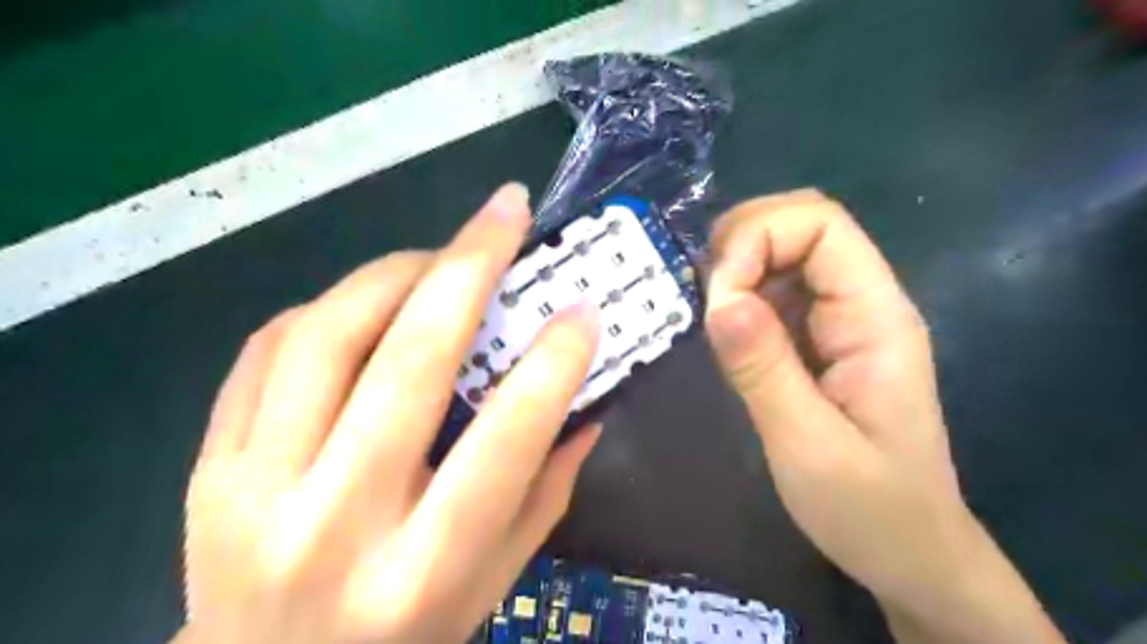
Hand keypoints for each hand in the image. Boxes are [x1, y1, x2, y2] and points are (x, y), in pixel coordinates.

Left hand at [176, 182, 601, 642]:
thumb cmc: (406, 637)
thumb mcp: (493, 582)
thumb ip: (545, 493)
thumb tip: (585, 408)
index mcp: (423, 571)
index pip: (501, 446)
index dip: (550, 367)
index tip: (583, 310)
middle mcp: (334, 525)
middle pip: (405, 365)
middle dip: (468, 267)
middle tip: (506, 211)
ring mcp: (253, 491)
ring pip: (326, 336)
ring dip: (394, 273)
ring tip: (439, 256)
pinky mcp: (207, 467)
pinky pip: (267, 350)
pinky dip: (330, 306)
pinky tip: (372, 301)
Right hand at [708, 191, 1067, 642]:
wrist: (908, 553)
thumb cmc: (869, 508)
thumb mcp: (809, 446)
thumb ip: (763, 370)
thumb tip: (719, 299)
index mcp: (876, 317)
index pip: (821, 224)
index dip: (759, 238)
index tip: (717, 295)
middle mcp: (860, 303)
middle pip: (800, 223)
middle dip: (742, 242)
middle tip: (704, 296)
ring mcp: (838, 318)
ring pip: (782, 251)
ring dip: (736, 267)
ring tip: (707, 314)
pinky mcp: (815, 339)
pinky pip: (772, 290)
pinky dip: (738, 294)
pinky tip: (722, 329)